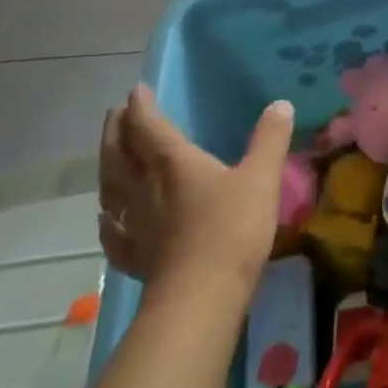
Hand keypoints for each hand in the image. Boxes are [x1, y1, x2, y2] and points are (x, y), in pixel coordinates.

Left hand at [98, 84, 293, 292]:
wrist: (201, 298)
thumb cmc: (232, 228)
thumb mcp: (262, 176)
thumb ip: (270, 139)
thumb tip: (280, 104)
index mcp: (173, 163)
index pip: (149, 127)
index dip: (141, 106)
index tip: (136, 89)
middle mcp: (146, 189)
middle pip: (120, 155)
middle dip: (116, 131)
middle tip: (114, 114)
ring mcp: (135, 225)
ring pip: (111, 190)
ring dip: (107, 168)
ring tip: (108, 157)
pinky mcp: (136, 258)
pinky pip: (113, 233)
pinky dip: (107, 220)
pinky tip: (106, 218)